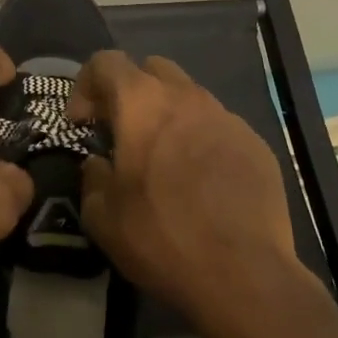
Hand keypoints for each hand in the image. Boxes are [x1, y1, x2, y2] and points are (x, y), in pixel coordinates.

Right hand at [68, 51, 320, 330]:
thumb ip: (92, 178)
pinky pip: (218, 127)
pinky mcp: (256, 145)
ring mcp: (227, 119)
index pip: (106, 62)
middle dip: (130, 92)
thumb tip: (99, 164)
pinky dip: (200, 141)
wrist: (244, 274)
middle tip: (121, 133)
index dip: (85, 85)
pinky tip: (200, 183)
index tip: (82, 124)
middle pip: (152, 69)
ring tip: (163, 160)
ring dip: (168, 116)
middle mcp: (187, 98)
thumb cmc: (161, 237)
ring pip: (189, 97)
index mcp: (142, 104)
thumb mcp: (102, 216)